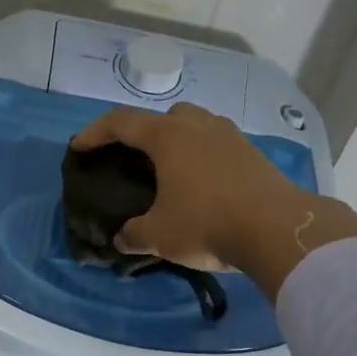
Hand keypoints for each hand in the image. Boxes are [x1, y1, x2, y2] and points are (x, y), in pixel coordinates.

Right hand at [71, 103, 356, 294]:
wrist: (277, 229)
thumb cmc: (207, 224)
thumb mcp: (158, 235)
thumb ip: (133, 234)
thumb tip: (122, 239)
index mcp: (167, 137)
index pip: (120, 123)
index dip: (94, 133)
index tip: (79, 147)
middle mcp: (198, 126)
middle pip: (163, 116)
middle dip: (143, 132)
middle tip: (134, 159)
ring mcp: (230, 136)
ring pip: (195, 126)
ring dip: (178, 142)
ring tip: (171, 172)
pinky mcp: (253, 153)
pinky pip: (217, 145)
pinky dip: (203, 158)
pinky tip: (203, 186)